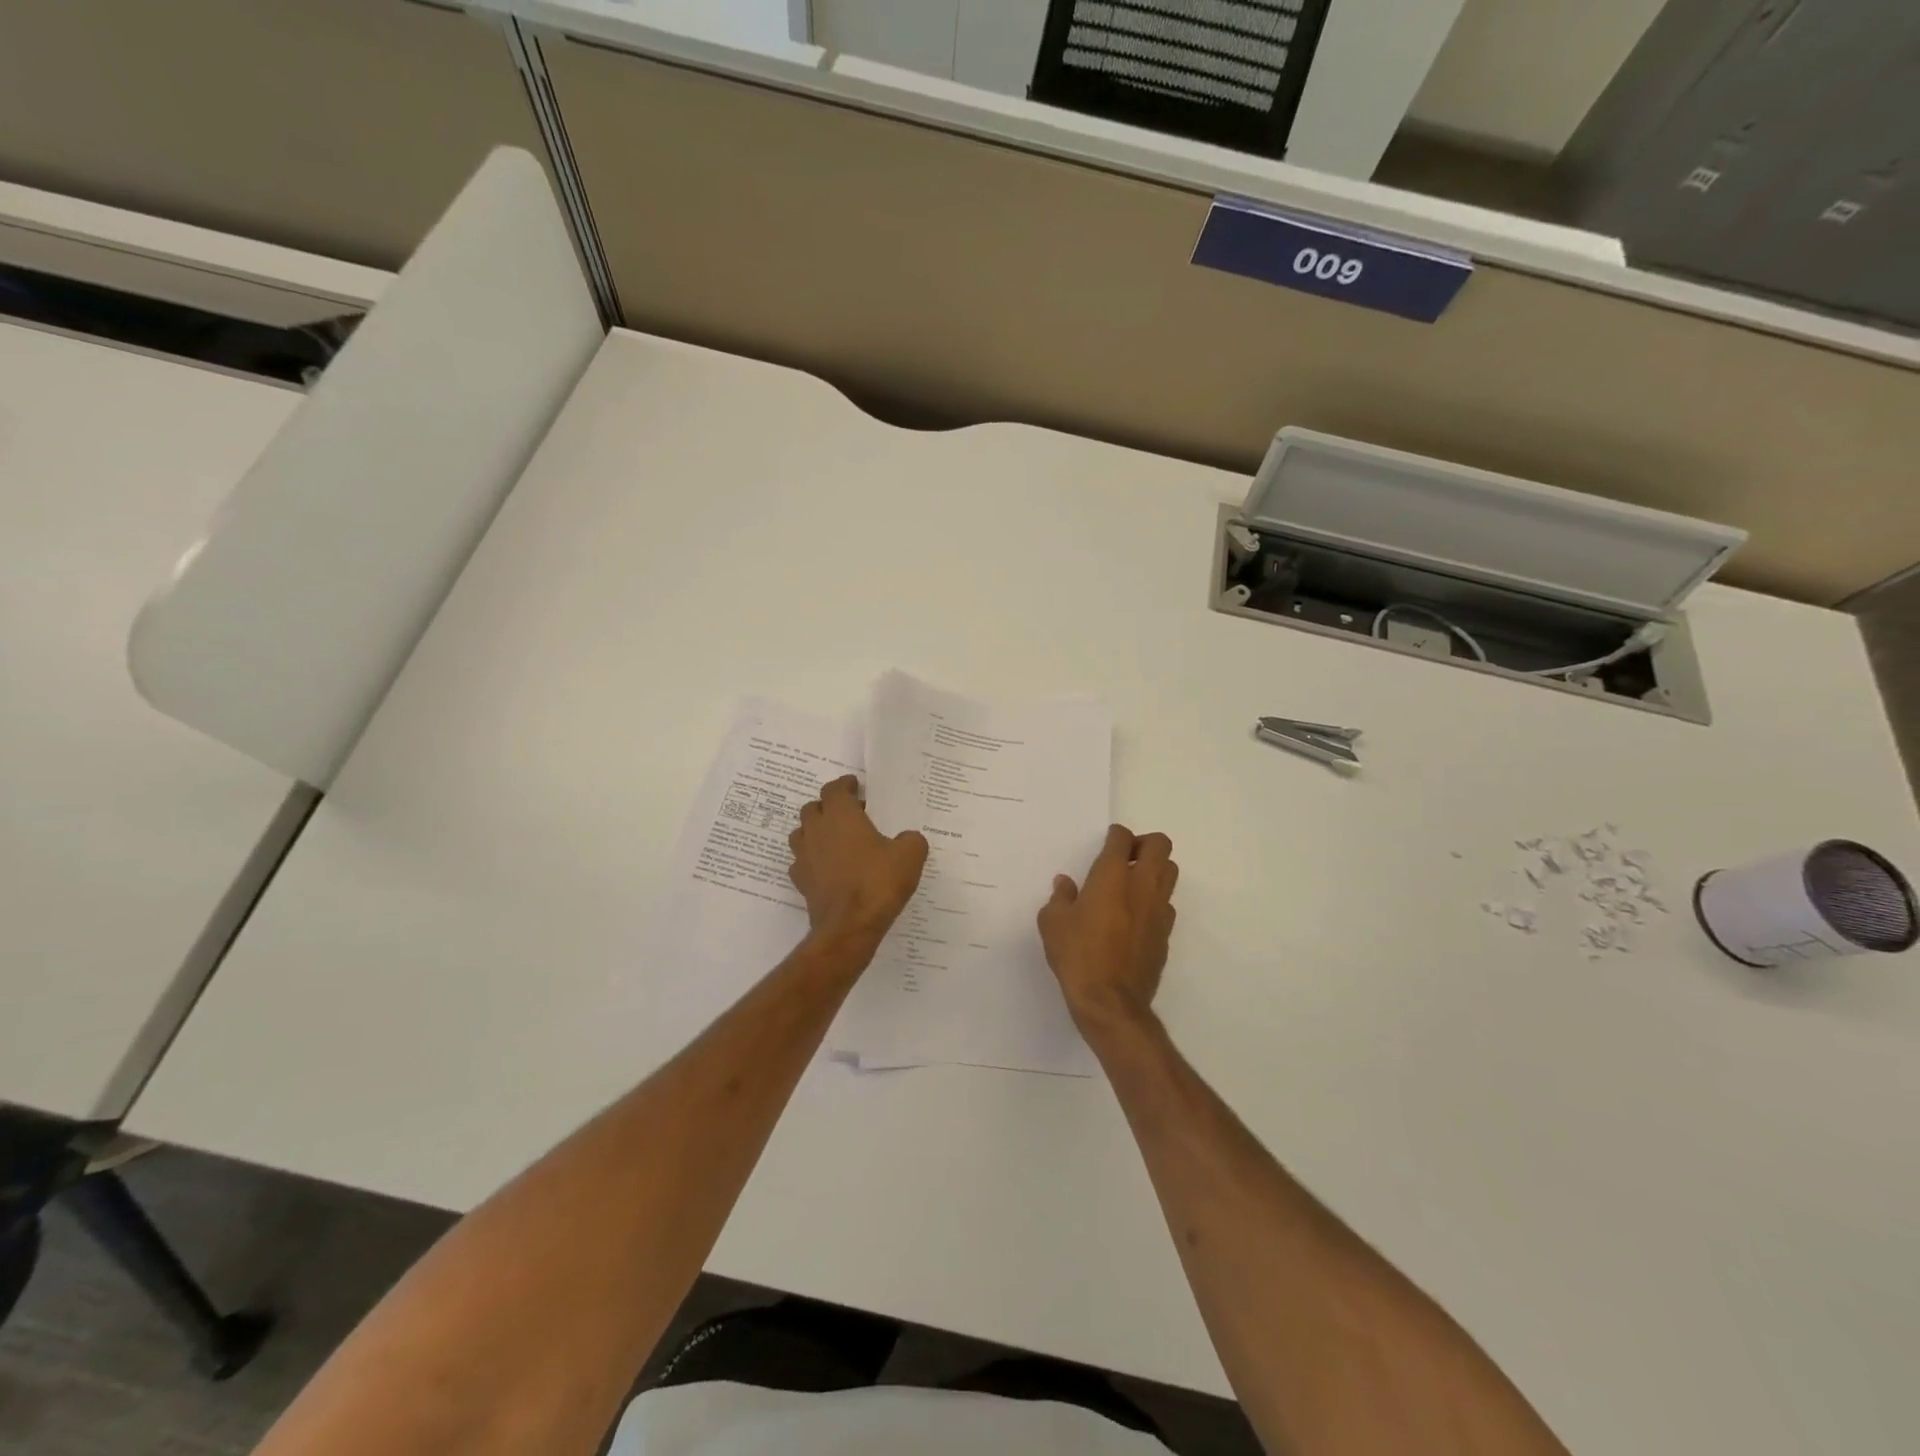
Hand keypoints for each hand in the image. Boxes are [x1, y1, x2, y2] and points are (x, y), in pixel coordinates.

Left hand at [788, 775, 928, 946]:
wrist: (850, 926)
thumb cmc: (878, 882)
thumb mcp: (910, 855)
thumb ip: (910, 839)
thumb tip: (906, 839)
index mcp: (840, 815)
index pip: (834, 789)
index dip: (845, 785)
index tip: (856, 786)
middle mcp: (816, 830)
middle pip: (813, 808)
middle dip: (829, 806)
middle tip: (850, 814)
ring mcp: (804, 857)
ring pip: (801, 833)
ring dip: (816, 831)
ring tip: (836, 839)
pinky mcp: (801, 881)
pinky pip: (801, 861)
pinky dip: (812, 859)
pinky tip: (827, 867)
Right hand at [1038, 824, 1177, 1033]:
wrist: (1110, 1001)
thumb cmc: (1077, 955)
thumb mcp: (1053, 923)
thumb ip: (1060, 898)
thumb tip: (1065, 885)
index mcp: (1111, 876)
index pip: (1122, 838)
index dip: (1115, 835)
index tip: (1106, 844)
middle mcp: (1141, 886)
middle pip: (1160, 845)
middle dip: (1144, 844)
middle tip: (1124, 858)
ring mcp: (1158, 910)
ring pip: (1170, 872)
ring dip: (1154, 869)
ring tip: (1132, 884)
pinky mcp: (1166, 934)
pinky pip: (1167, 904)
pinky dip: (1155, 900)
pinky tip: (1135, 916)